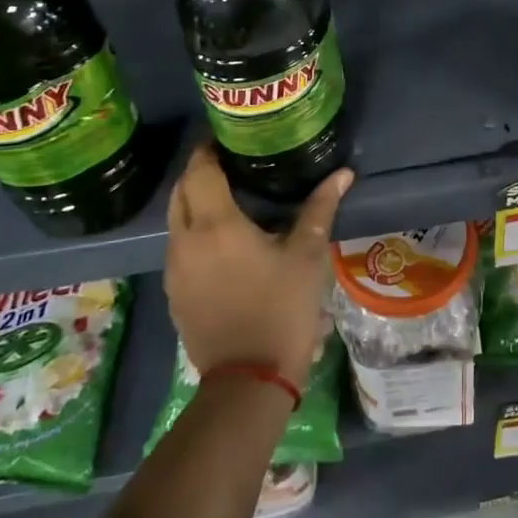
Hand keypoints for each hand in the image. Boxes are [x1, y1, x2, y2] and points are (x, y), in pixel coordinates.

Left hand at [165, 144, 353, 387]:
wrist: (249, 380)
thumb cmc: (281, 309)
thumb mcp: (308, 256)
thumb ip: (320, 208)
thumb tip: (343, 174)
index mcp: (215, 225)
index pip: (199, 170)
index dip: (208, 149)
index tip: (228, 138)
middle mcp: (185, 241)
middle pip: (180, 191)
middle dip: (199, 171)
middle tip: (230, 162)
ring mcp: (174, 269)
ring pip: (175, 219)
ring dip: (194, 201)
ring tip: (228, 195)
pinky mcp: (174, 293)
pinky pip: (178, 246)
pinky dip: (193, 230)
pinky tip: (221, 239)